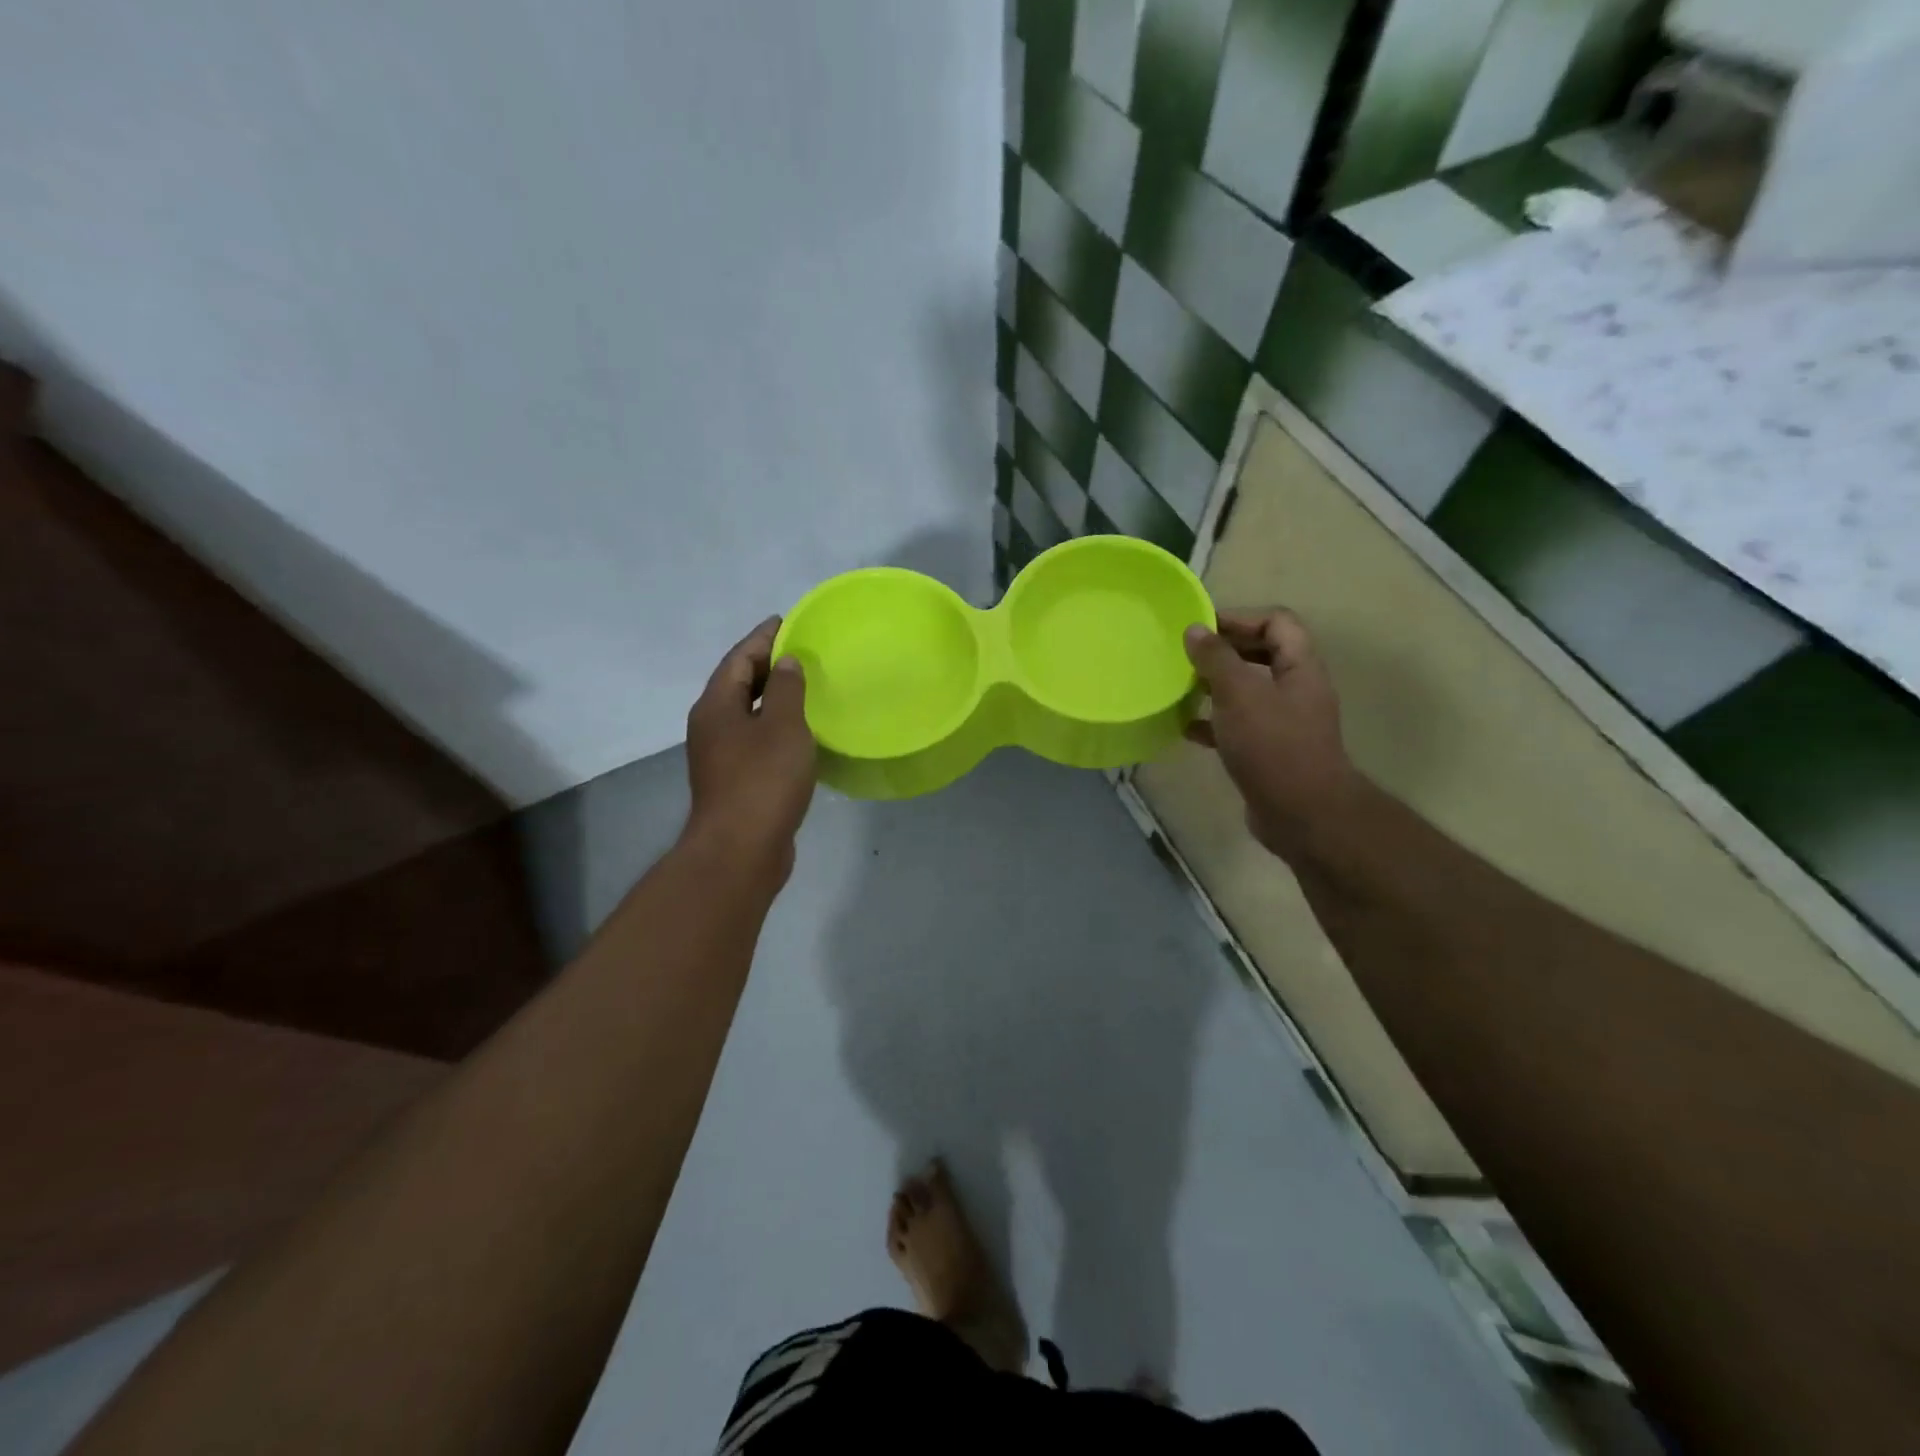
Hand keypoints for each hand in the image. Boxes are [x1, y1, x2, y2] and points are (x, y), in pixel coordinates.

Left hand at [683, 616, 816, 879]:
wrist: (741, 849)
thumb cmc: (763, 780)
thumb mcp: (783, 726)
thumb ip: (787, 690)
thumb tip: (785, 663)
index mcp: (716, 705)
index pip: (739, 659)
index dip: (762, 638)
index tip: (786, 621)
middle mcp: (710, 725)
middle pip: (737, 683)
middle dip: (766, 664)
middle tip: (799, 651)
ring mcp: (719, 755)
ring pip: (745, 713)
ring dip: (770, 697)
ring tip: (802, 686)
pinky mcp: (734, 780)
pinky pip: (754, 739)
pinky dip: (773, 726)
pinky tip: (797, 732)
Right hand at [1183, 609, 1358, 857]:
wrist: (1302, 814)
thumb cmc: (1273, 746)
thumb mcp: (1239, 694)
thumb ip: (1216, 659)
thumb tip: (1196, 630)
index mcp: (1300, 667)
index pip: (1277, 622)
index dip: (1240, 618)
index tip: (1201, 628)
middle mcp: (1296, 690)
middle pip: (1262, 654)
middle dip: (1224, 651)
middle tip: (1188, 655)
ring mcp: (1284, 722)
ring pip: (1247, 691)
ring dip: (1215, 686)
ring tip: (1182, 687)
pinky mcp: (1268, 751)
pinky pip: (1238, 726)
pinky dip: (1213, 723)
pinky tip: (1186, 729)